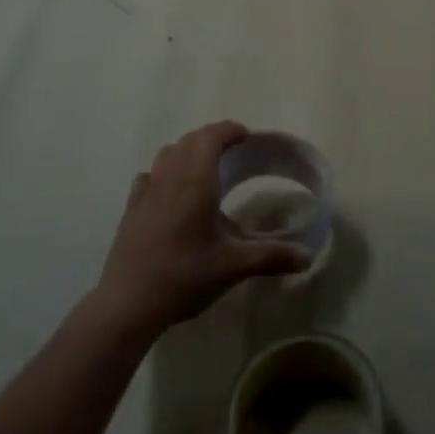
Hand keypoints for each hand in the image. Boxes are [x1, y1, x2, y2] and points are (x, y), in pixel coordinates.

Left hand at [95, 121, 310, 335]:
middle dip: (211, 139)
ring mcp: (146, 191)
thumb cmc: (184, 276)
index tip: (246, 136)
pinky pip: (149, 176)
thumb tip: (306, 256)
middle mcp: (170, 177)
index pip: (211, 137)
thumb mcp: (233, 266)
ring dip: (187, 152)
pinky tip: (170, 194)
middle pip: (190, 140)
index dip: (229, 130)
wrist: (128, 303)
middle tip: (232, 153)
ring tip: (203, 170)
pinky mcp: (131, 209)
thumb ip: (271, 256)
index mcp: (196, 181)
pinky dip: (163, 173)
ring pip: (167, 154)